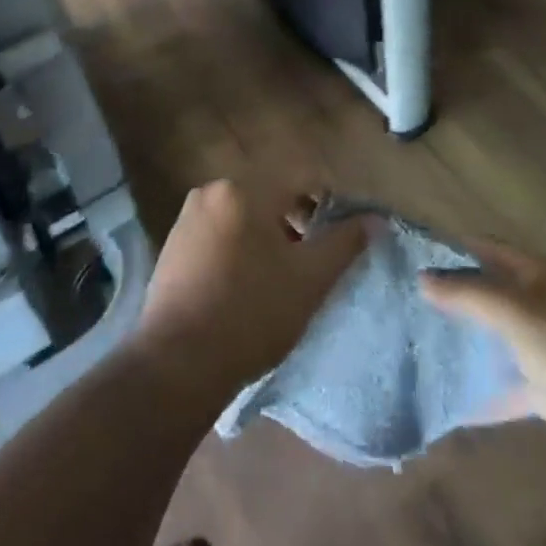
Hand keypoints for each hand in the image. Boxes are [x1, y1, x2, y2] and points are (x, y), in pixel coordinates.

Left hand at [134, 181, 367, 401]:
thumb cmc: (251, 314)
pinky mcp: (171, 247)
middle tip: (311, 266)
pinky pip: (219, 237)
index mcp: (244, 189)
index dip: (329, 206)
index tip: (340, 240)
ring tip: (280, 282)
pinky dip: (239, 252)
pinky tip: (245, 289)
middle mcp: (211, 192)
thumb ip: (345, 242)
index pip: (302, 181)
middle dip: (296, 225)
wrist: (177, 363)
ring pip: (244, 218)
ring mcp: (186, 219)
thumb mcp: (310, 279)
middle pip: (270, 198)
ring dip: (267, 240)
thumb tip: (374, 218)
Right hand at [421, 240, 545, 467]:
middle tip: (397, 306)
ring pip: (490, 341)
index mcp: (531, 275)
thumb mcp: (516, 310)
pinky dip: (479, 394)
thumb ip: (469, 294)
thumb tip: (422, 277)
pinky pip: (503, 388)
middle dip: (447, 300)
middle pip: (483, 295)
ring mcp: (540, 348)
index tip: (406, 257)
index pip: (482, 250)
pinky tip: (444, 403)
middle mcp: (533, 305)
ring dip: (460, 345)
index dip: (448, 249)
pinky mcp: (545, 390)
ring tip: (410, 349)